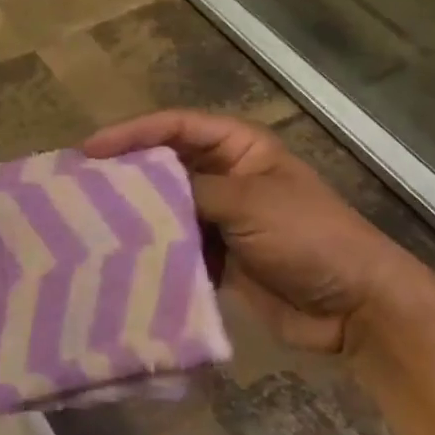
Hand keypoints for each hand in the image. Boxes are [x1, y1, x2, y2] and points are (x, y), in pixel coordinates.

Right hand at [84, 110, 419, 354]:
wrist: (356, 307)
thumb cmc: (309, 237)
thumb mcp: (250, 202)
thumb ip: (190, 192)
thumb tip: (135, 195)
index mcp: (239, 147)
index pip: (175, 126)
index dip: (131, 133)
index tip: (89, 150)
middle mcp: (226, 175)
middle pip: (165, 165)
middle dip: (126, 174)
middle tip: (79, 185)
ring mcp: (222, 218)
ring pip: (166, 207)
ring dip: (136, 215)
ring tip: (89, 222)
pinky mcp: (219, 256)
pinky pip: (176, 245)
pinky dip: (154, 249)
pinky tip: (122, 256)